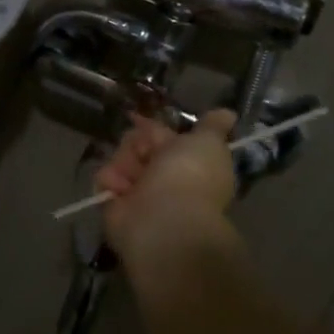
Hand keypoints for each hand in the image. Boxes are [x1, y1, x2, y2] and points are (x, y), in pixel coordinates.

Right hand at [93, 108, 237, 260]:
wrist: (165, 220)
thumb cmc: (190, 176)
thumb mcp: (208, 143)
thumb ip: (212, 127)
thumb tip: (228, 113)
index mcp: (186, 162)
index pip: (160, 135)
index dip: (151, 128)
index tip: (138, 120)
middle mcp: (162, 177)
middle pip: (137, 144)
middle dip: (137, 144)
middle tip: (145, 156)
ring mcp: (138, 191)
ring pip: (119, 158)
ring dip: (123, 163)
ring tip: (132, 179)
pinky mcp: (115, 203)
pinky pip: (105, 179)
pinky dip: (111, 181)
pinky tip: (120, 189)